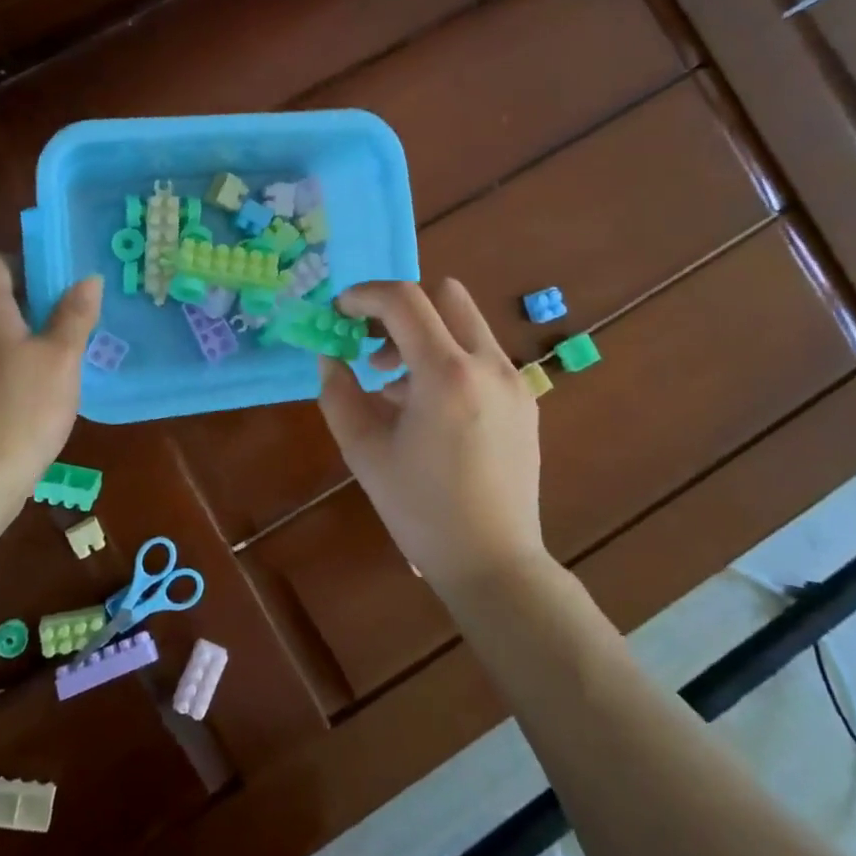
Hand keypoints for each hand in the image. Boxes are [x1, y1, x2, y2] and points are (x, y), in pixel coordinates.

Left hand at [0, 254, 100, 526]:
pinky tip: (42, 395)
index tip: (52, 280)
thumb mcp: (62, 357)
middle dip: (30, 304)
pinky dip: (15, 371)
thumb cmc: (23, 406)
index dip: (18, 262)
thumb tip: (88, 279)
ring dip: (24, 340)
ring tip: (63, 357)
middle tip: (70, 318)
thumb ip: (74, 316)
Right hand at [317, 279, 545, 591]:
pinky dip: (448, 359)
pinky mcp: (525, 400)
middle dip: (401, 307)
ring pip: (466, 323)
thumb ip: (339, 394)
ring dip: (425, 334)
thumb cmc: (420, 510)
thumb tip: (330, 356)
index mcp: (446, 374)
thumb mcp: (364, 452)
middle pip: (445, 294)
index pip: (404, 300)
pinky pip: (481, 355)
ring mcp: (514, 380)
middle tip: (372, 343)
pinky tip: (427, 408)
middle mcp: (488, 364)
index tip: (340, 312)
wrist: (493, 562)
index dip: (364, 295)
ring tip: (393, 386)